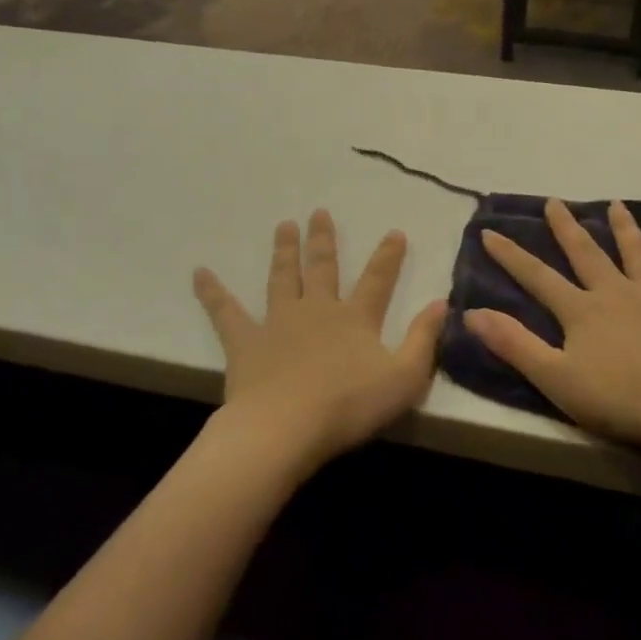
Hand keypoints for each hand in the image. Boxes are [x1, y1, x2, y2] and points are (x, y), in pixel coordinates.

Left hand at [193, 209, 446, 471]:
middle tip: (318, 212)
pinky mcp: (246, 342)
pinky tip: (199, 273)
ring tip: (283, 225)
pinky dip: (212, 292)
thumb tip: (441, 303)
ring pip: (282, 278)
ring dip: (284, 251)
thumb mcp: (404, 378)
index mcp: (355, 319)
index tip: (394, 231)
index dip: (388, 256)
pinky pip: (226, 311)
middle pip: (322, 268)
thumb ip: (424, 340)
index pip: (378, 280)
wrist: (287, 428)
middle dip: (324, 240)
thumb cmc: (349, 406)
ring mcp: (278, 322)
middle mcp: (317, 310)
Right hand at [466, 200, 640, 453]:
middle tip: (555, 202)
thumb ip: (514, 344)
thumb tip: (471, 312)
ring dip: (625, 229)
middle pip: (587, 254)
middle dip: (567, 228)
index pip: (538, 277)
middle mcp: (617, 293)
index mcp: (582, 311)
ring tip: (616, 204)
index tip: (489, 232)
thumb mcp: (556, 378)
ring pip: (638, 254)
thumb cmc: (620, 398)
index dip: (511, 256)